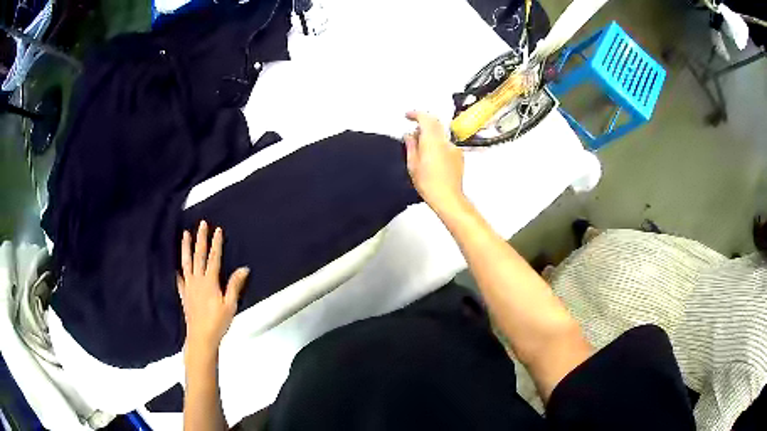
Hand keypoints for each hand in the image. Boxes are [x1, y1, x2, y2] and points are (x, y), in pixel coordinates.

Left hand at [178, 221, 249, 358]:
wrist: (201, 337)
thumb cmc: (218, 322)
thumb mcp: (230, 305)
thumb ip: (235, 285)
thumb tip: (244, 268)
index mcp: (209, 281)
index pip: (214, 258)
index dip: (216, 243)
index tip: (217, 229)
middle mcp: (197, 280)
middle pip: (199, 255)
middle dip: (200, 239)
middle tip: (201, 224)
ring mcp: (188, 286)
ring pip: (186, 262)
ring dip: (186, 247)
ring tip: (184, 234)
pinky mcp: (184, 294)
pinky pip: (179, 278)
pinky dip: (178, 270)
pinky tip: (177, 266)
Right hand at [404, 111, 465, 213]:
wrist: (447, 198)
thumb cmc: (430, 185)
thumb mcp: (413, 164)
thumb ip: (411, 146)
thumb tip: (409, 136)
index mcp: (432, 141)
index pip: (425, 118)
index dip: (415, 114)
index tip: (408, 116)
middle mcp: (445, 141)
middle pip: (435, 123)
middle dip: (423, 124)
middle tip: (413, 132)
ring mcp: (453, 148)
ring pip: (440, 134)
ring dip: (431, 136)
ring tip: (421, 150)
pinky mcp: (458, 156)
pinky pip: (447, 144)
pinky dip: (439, 145)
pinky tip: (433, 159)